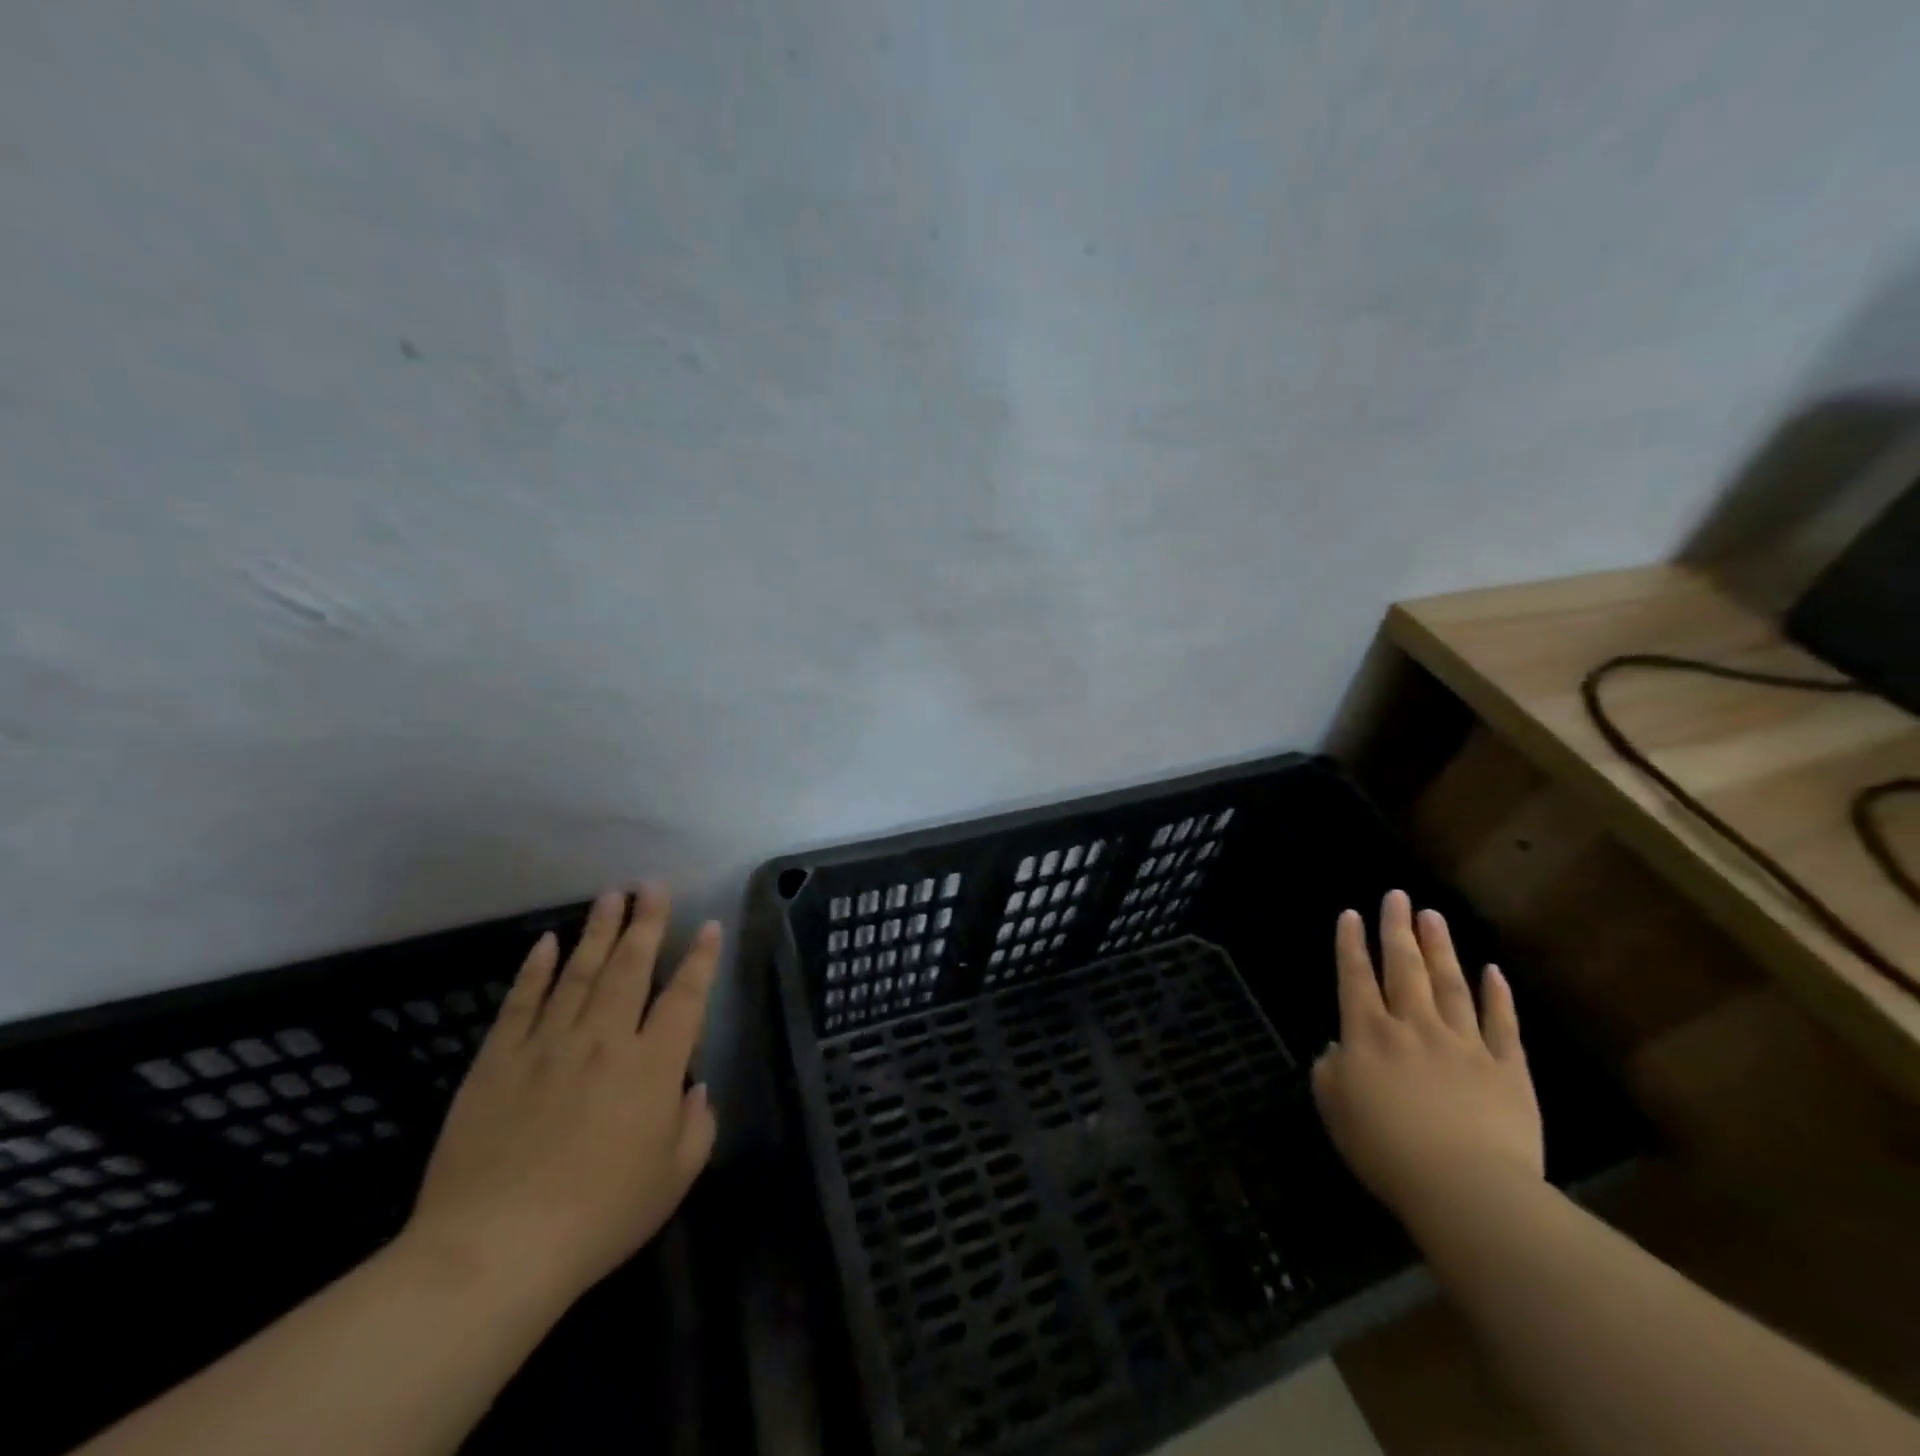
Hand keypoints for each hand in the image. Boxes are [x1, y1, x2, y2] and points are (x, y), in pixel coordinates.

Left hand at [403, 885, 720, 1309]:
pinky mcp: (498, 1061)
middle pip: (631, 967)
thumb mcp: (673, 1178)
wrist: (493, 1252)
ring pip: (580, 973)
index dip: (700, 958)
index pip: (685, 996)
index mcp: (654, 1066)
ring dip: (599, 931)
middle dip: (646, 922)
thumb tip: (694, 1087)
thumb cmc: (599, 1218)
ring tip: (612, 895)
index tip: (708, 925)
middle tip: (653, 885)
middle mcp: (606, 1040)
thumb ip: (697, 1125)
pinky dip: (537, 969)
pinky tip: (548, 942)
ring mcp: (548, 1045)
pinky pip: (522, 1003)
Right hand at [1311, 890, 1542, 1229]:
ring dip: (1440, 948)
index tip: (1350, 913)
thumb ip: (1330, 1071)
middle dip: (1397, 929)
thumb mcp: (1335, 1109)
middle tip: (1397, 896)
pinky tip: (1493, 971)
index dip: (1350, 944)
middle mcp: (1413, 1026)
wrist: (1466, 1188)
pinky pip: (1502, 1024)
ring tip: (1433, 916)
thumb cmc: (1386, 1150)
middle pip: (1404, 968)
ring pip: (1450, 985)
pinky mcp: (1507, 1070)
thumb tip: (1338, 1048)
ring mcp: (1464, 1044)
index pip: (1355, 977)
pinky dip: (1497, 996)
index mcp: (1367, 1034)